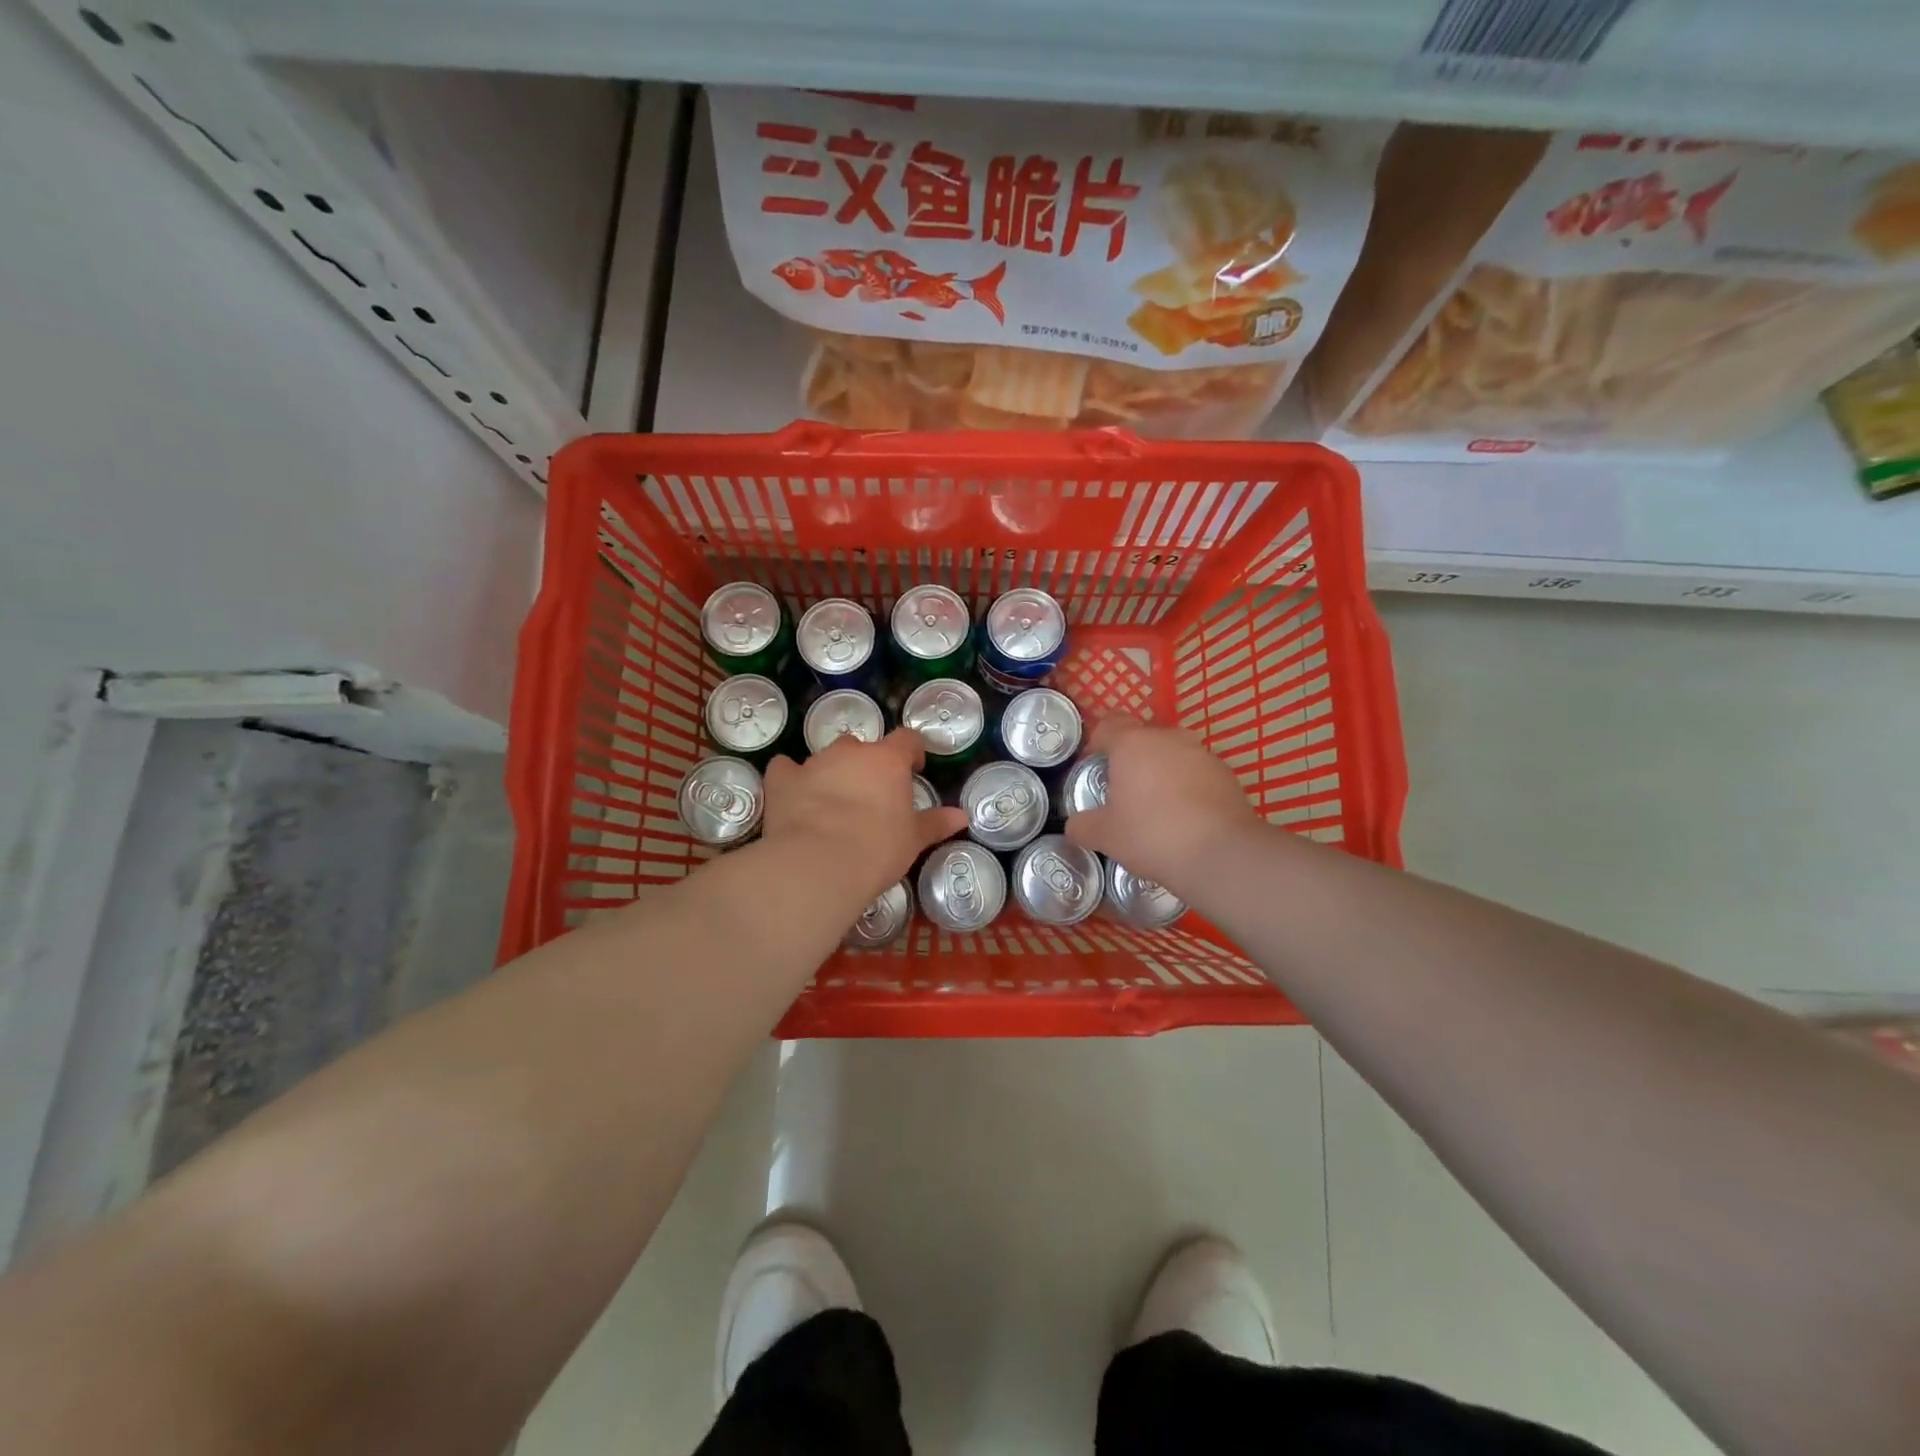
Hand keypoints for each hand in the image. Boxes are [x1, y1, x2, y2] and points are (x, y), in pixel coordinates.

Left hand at [762, 729, 966, 903]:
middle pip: (863, 746)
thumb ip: (935, 823)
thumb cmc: (877, 849)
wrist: (818, 865)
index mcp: (887, 761)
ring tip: (834, 802)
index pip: (907, 739)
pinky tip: (793, 795)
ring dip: (833, 772)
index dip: (912, 751)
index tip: (914, 768)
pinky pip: (786, 770)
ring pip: (827, 757)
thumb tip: (961, 817)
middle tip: (872, 795)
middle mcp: (850, 752)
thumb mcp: (913, 840)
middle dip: (868, 764)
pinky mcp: (783, 780)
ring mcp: (814, 763)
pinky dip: (791, 778)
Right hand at [1065, 716, 1261, 893]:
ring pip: (1171, 756)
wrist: (1222, 854)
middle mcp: (1168, 738)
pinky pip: (1197, 774)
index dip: (1096, 743)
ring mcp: (1202, 753)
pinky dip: (1187, 788)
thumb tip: (1074, 825)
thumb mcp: (1105, 836)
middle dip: (1130, 761)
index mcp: (1132, 743)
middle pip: (1141, 739)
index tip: (1092, 769)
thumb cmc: (1152, 835)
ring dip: (1161, 774)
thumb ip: (1082, 826)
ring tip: (1157, 810)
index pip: (1108, 724)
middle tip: (1123, 795)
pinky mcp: (1227, 774)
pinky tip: (1186, 819)